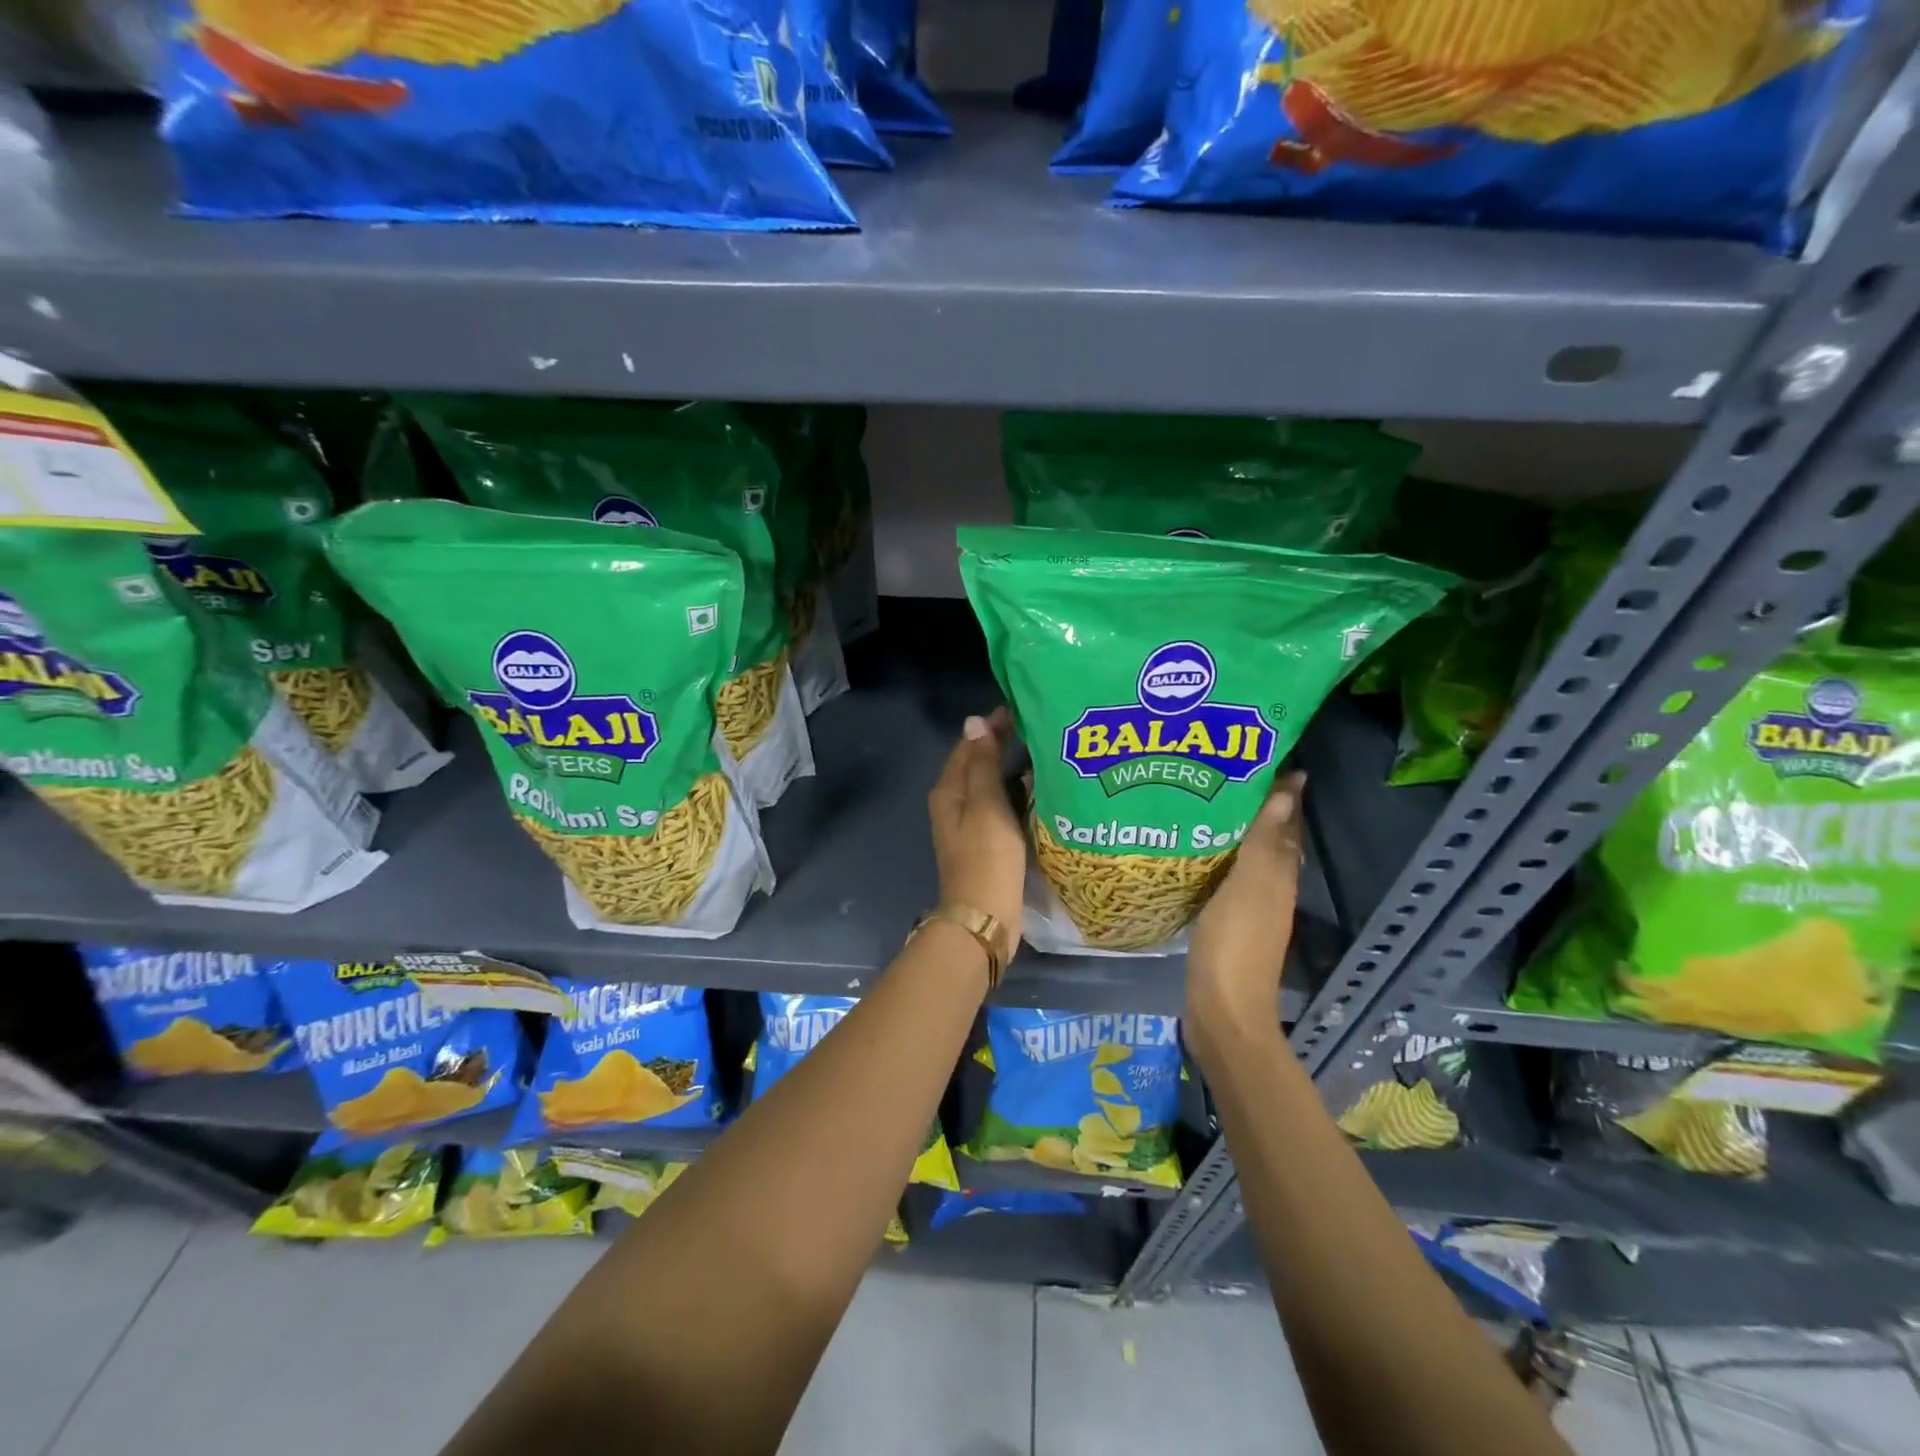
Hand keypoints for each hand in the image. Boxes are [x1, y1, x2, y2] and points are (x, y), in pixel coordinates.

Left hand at [927, 708, 1026, 940]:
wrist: (984, 916)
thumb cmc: (986, 856)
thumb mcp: (986, 804)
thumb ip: (982, 763)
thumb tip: (975, 721)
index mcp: (949, 790)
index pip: (968, 745)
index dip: (991, 727)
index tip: (1021, 709)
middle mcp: (953, 803)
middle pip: (977, 764)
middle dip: (1002, 745)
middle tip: (1039, 728)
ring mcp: (969, 824)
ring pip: (989, 786)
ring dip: (1010, 770)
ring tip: (1044, 754)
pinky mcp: (985, 842)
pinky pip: (1000, 807)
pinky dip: (1015, 795)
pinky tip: (1039, 791)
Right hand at [1186, 772, 1304, 1051]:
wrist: (1221, 1012)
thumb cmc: (1235, 945)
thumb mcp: (1250, 887)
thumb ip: (1265, 841)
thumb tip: (1289, 790)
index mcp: (1278, 876)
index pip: (1285, 824)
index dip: (1282, 794)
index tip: (1265, 759)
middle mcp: (1269, 888)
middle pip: (1268, 840)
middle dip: (1256, 807)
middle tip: (1224, 773)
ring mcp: (1248, 908)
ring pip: (1246, 858)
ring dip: (1234, 832)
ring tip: (1203, 802)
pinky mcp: (1224, 924)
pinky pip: (1224, 879)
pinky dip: (1216, 859)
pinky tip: (1191, 852)